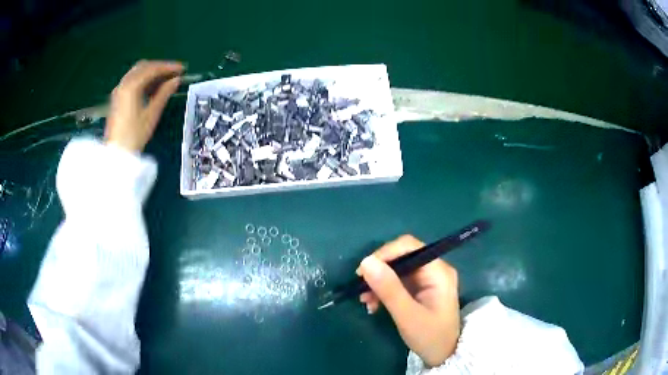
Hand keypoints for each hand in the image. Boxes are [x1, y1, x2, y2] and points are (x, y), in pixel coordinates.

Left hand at [105, 60, 183, 151]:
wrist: (116, 153)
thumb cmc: (134, 135)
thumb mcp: (152, 114)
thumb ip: (164, 93)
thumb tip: (176, 80)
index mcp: (131, 86)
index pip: (152, 68)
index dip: (169, 67)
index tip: (182, 69)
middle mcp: (124, 83)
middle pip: (144, 66)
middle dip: (160, 67)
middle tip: (174, 73)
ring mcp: (119, 90)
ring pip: (137, 72)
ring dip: (152, 73)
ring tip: (165, 80)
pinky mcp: (117, 98)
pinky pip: (132, 80)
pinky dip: (143, 79)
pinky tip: (152, 87)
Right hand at [357, 235, 460, 366]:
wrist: (443, 356)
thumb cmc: (430, 337)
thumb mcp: (407, 316)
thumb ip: (389, 289)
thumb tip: (366, 261)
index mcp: (438, 271)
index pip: (409, 247)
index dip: (384, 254)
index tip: (363, 272)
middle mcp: (434, 270)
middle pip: (401, 257)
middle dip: (379, 272)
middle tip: (361, 290)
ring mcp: (427, 280)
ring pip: (396, 270)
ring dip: (378, 283)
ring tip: (365, 302)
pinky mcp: (420, 290)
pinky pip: (397, 282)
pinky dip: (383, 291)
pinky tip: (373, 305)